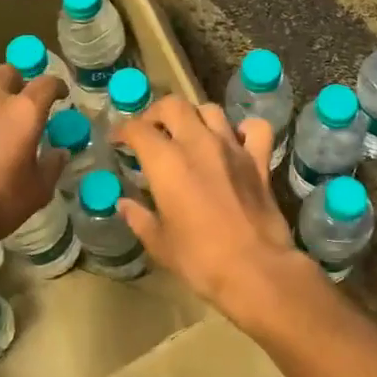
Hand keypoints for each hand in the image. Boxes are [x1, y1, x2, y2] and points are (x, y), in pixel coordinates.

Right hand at [114, 96, 319, 333]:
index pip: (138, 129)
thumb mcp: (160, 244)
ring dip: (195, 117)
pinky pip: (254, 128)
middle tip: (150, 131)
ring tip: (188, 134)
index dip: (122, 130)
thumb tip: (124, 204)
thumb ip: (140, 218)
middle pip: (174, 106)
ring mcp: (232, 148)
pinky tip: (235, 141)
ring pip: (210, 110)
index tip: (117, 140)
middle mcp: (199, 144)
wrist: (255, 270)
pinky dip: (244, 129)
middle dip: (156, 113)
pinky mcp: (259, 160)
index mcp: (167, 163)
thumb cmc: (200, 260)